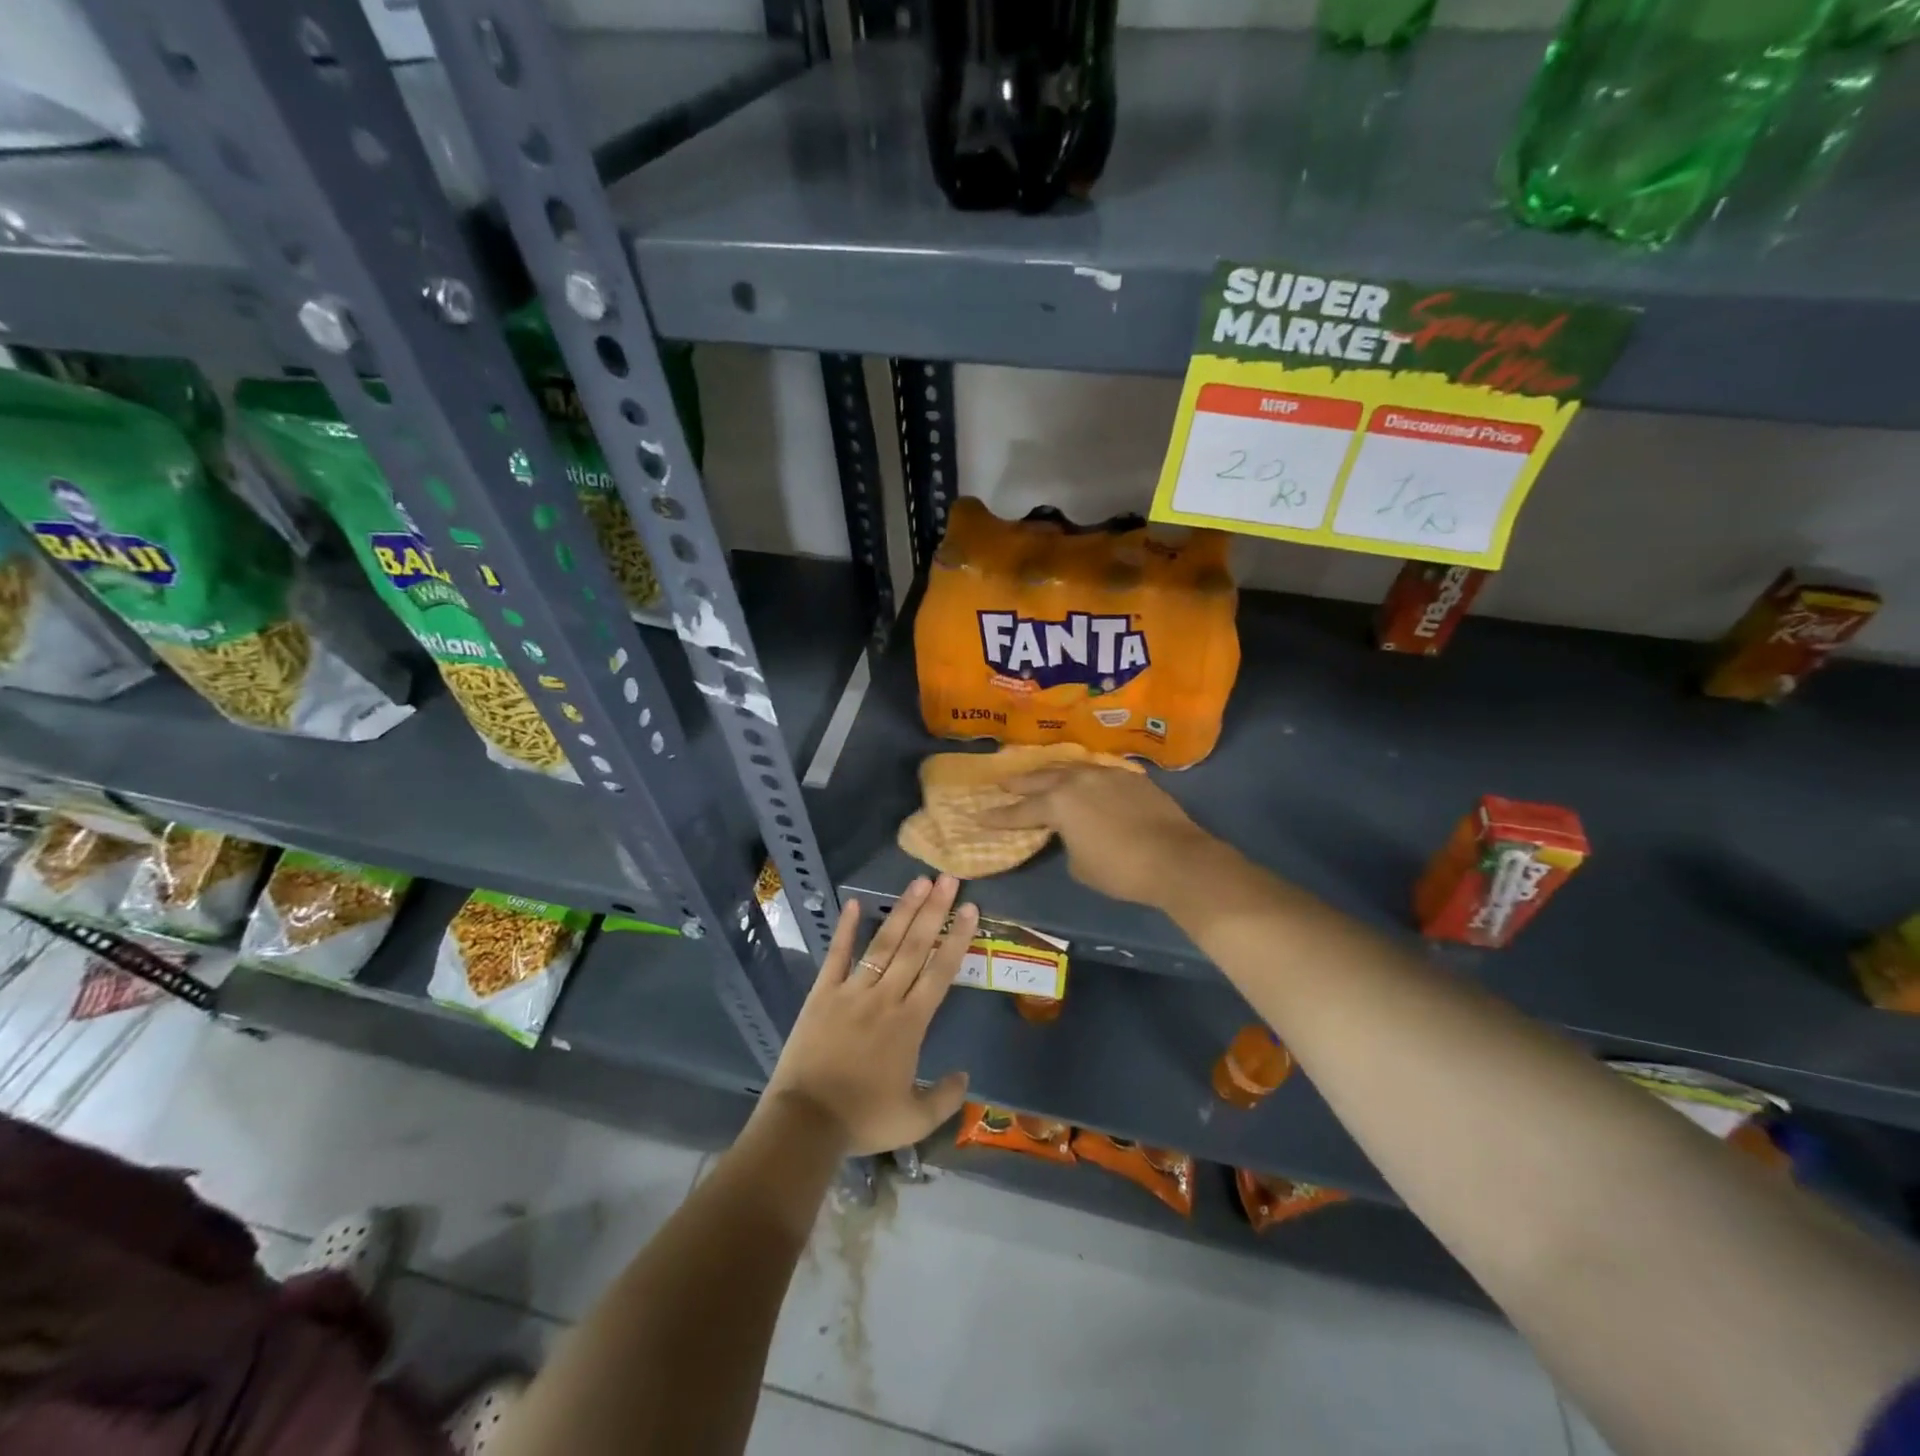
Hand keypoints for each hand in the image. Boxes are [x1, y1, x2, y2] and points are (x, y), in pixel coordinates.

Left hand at [759, 875, 975, 1155]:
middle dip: (934, 910)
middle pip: (915, 946)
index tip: (970, 908)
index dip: (957, 938)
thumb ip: (945, 1098)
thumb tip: (965, 1075)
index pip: (940, 971)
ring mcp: (852, 991)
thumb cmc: (862, 1120)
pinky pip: (836, 956)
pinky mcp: (822, 994)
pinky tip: (855, 904)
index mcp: (910, 1023)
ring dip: (902, 912)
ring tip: (918, 882)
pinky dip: (846, 930)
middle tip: (948, 878)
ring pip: (883, 944)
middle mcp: (885, 997)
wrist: (805, 1123)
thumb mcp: (914, 1121)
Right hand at [977, 765, 1218, 908]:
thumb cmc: (1120, 869)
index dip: (999, 817)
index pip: (1021, 811)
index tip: (979, 816)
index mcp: (1059, 803)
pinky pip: (1097, 771)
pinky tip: (1082, 778)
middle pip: (1041, 779)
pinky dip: (1083, 776)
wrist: (1175, 858)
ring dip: (1051, 773)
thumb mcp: (1080, 866)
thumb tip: (1071, 834)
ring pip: (1070, 768)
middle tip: (1002, 782)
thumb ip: (1066, 842)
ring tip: (1039, 774)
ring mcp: (1106, 774)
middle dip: (1019, 783)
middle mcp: (1078, 780)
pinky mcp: (1130, 777)